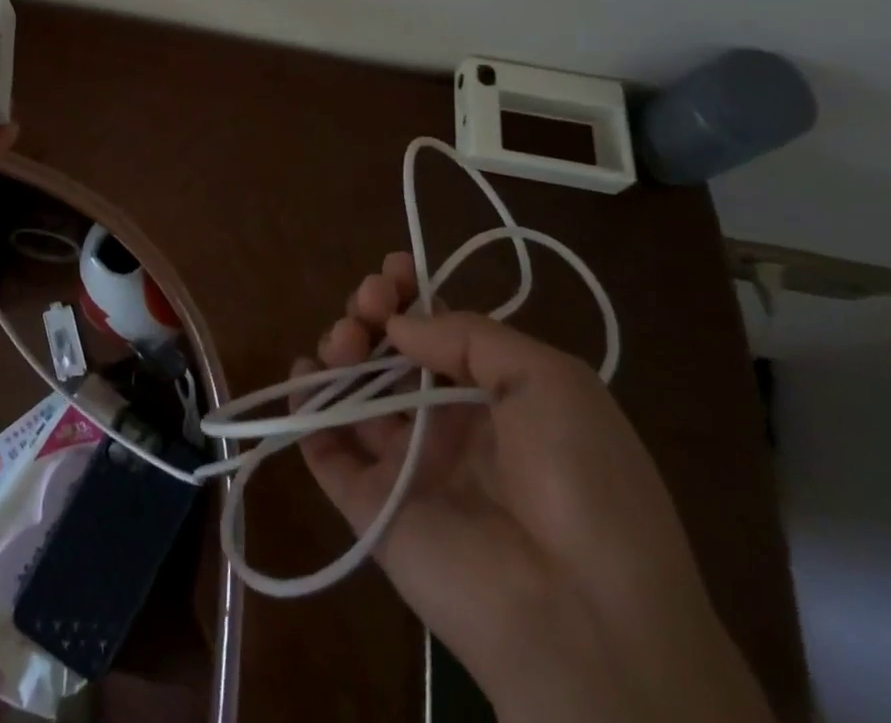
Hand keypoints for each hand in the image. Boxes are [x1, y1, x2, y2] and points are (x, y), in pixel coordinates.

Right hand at [295, 254, 773, 722]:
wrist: (586, 618)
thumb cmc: (582, 480)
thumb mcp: (551, 381)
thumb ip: (469, 336)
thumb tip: (398, 324)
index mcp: (493, 396)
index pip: (436, 330)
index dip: (408, 295)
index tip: (391, 273)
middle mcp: (444, 423)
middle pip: (388, 353)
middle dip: (369, 312)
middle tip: (368, 304)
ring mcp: (404, 463)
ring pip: (352, 391)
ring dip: (337, 349)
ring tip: (345, 343)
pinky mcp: (369, 503)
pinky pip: (324, 448)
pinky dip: (304, 408)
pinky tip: (305, 376)